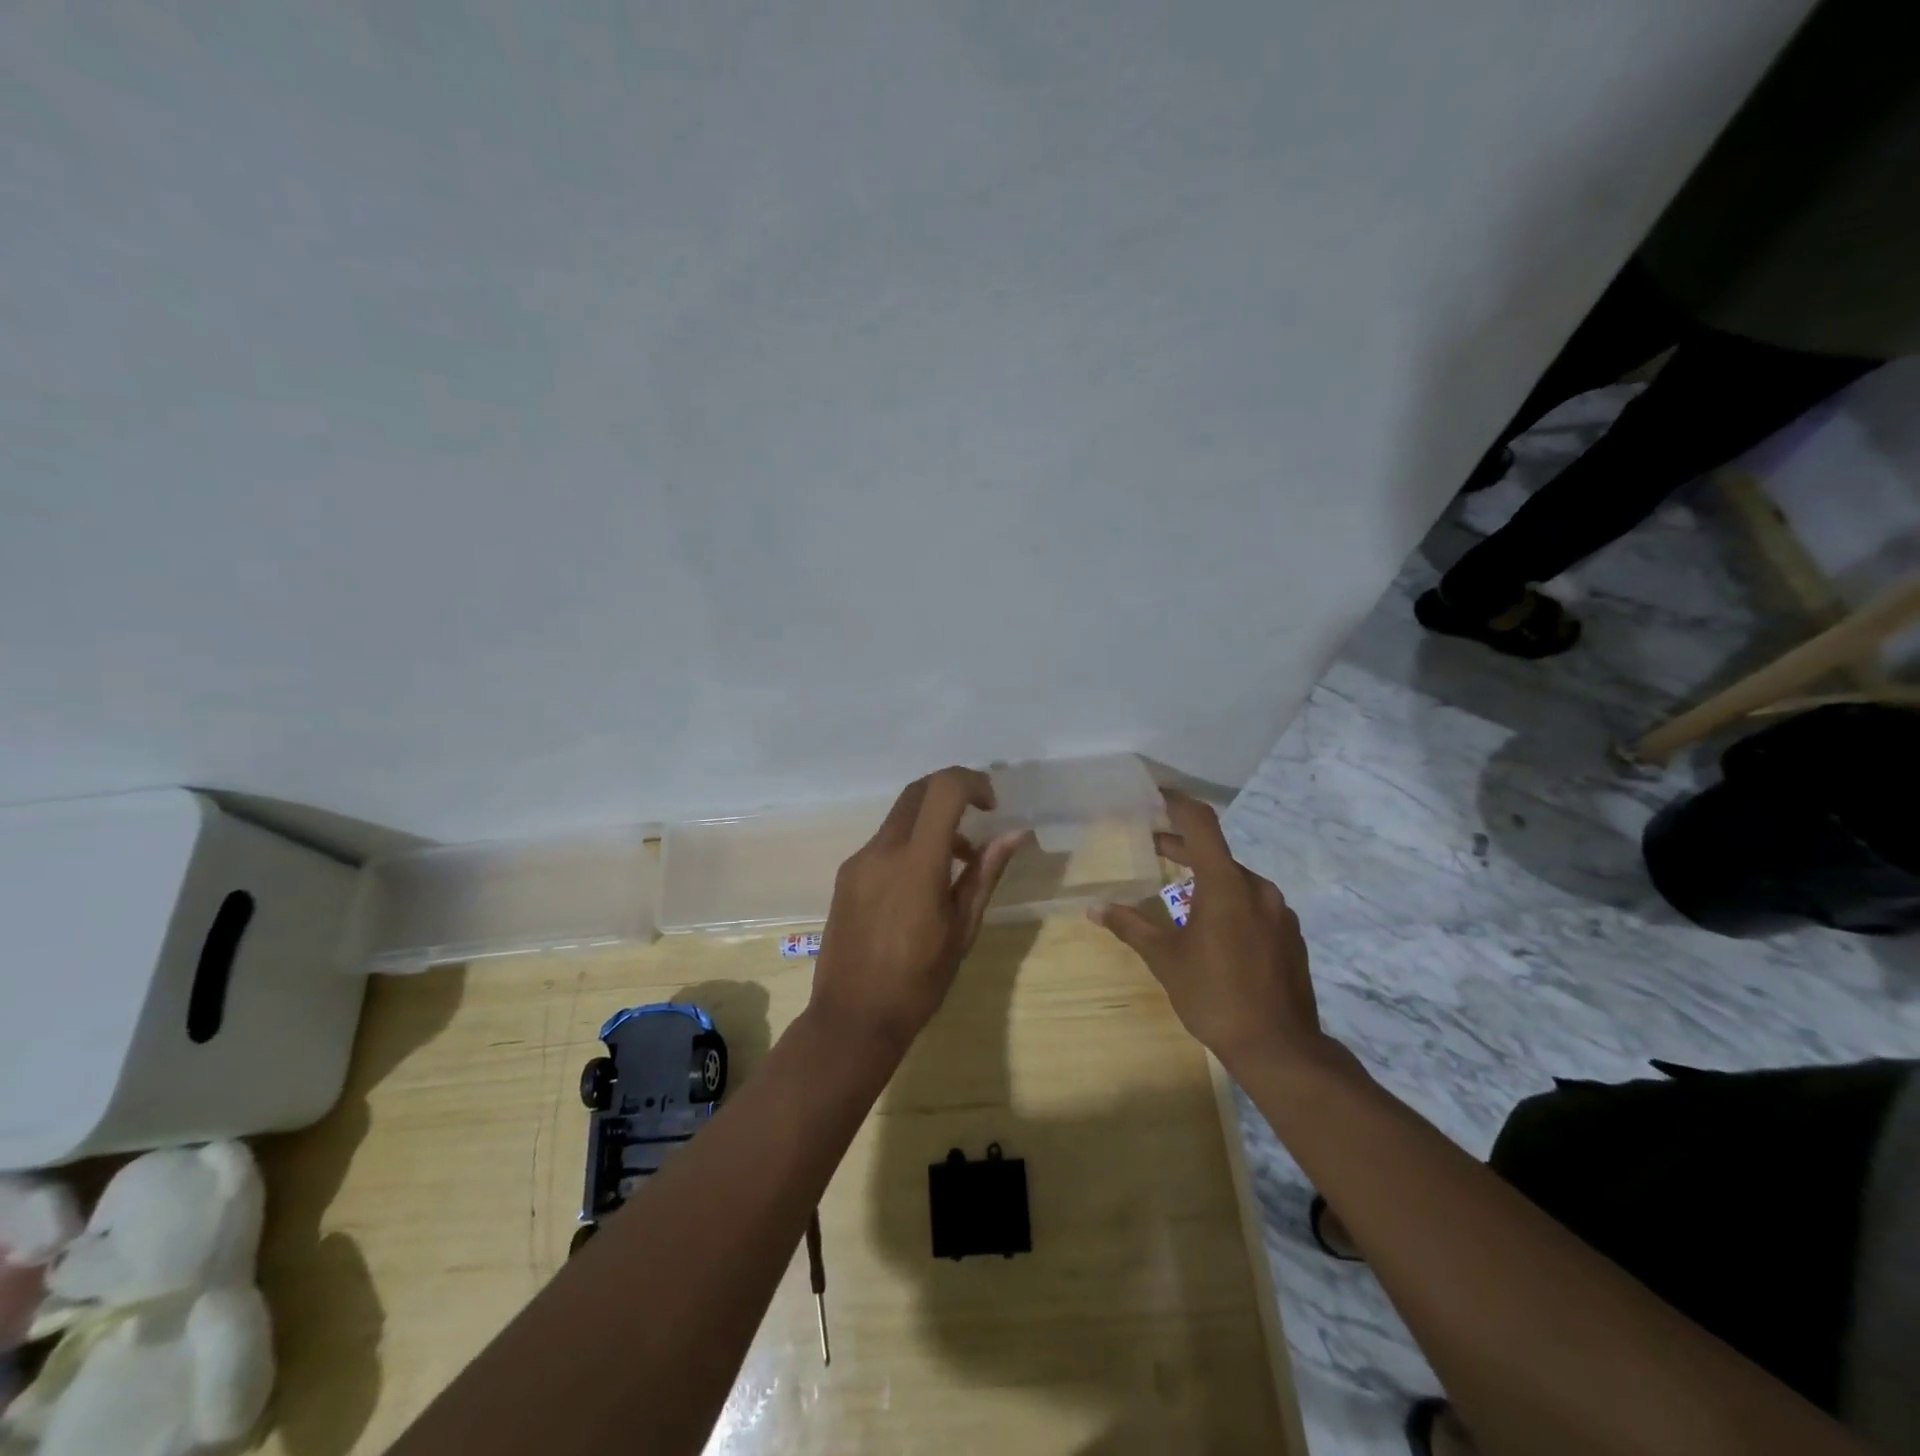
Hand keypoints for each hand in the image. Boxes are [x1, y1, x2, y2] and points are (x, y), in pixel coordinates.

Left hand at [810, 767, 1028, 1055]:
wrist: (852, 1018)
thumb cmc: (918, 981)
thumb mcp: (962, 929)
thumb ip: (986, 874)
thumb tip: (1015, 834)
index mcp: (916, 864)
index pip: (943, 790)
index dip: (972, 782)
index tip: (992, 805)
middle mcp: (882, 851)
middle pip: (918, 791)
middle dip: (952, 792)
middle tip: (980, 816)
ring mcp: (858, 861)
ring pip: (900, 816)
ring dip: (932, 821)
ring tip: (960, 863)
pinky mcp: (845, 876)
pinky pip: (884, 842)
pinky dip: (911, 842)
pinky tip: (923, 882)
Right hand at [1090, 791, 1329, 1072]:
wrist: (1280, 1048)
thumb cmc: (1214, 996)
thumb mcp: (1165, 959)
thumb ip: (1130, 926)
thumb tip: (1094, 908)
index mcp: (1226, 885)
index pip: (1201, 824)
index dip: (1178, 802)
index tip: (1156, 792)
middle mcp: (1258, 888)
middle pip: (1216, 852)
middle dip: (1182, 846)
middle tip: (1152, 845)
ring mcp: (1280, 912)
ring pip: (1236, 879)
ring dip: (1206, 876)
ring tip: (1177, 892)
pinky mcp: (1291, 934)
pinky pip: (1254, 903)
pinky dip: (1229, 900)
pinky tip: (1212, 928)